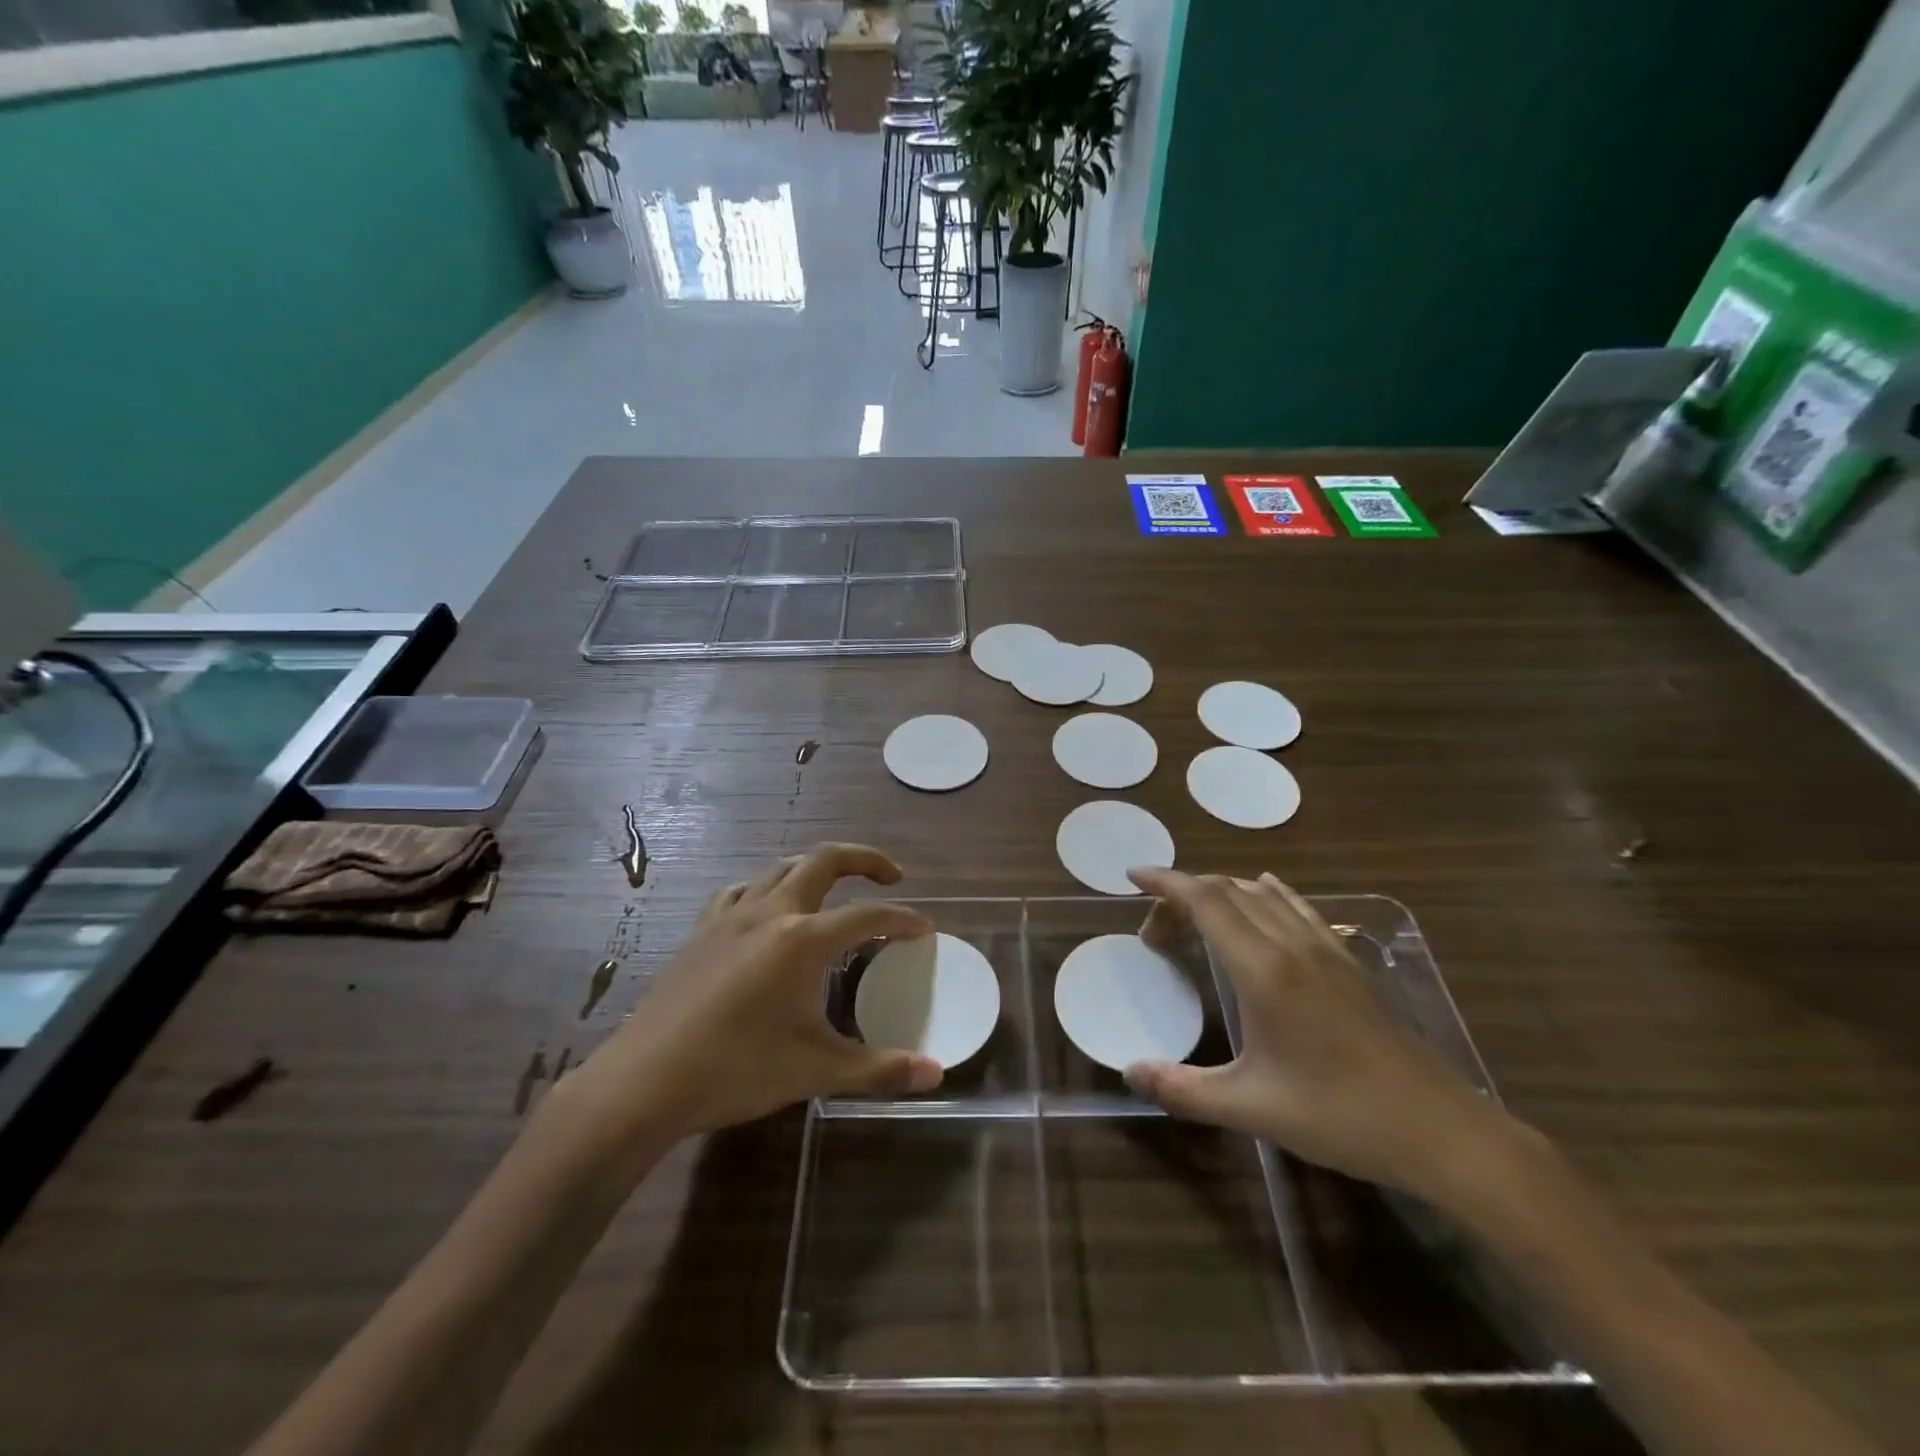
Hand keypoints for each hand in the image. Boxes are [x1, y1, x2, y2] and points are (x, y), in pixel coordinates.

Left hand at [565, 844, 942, 1151]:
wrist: (644, 1081)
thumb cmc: (736, 1071)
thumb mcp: (815, 1070)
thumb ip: (879, 1068)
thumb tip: (935, 1074)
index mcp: (803, 939)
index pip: (868, 915)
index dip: (903, 919)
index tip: (925, 929)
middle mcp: (771, 912)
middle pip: (825, 860)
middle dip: (865, 859)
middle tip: (892, 876)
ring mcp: (731, 916)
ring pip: (783, 867)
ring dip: (817, 868)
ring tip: (836, 890)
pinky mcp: (703, 930)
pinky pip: (744, 890)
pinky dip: (769, 888)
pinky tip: (768, 911)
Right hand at [1125, 868, 1515, 1206]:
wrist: (1441, 1131)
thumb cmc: (1340, 1116)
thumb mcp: (1251, 1108)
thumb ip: (1182, 1089)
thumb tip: (1128, 1073)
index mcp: (1264, 970)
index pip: (1205, 900)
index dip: (1166, 882)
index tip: (1133, 876)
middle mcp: (1292, 945)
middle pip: (1227, 891)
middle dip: (1182, 896)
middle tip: (1155, 933)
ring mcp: (1326, 949)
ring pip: (1262, 894)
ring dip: (1220, 894)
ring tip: (1194, 920)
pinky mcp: (1348, 962)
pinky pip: (1297, 907)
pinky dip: (1265, 894)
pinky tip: (1263, 896)